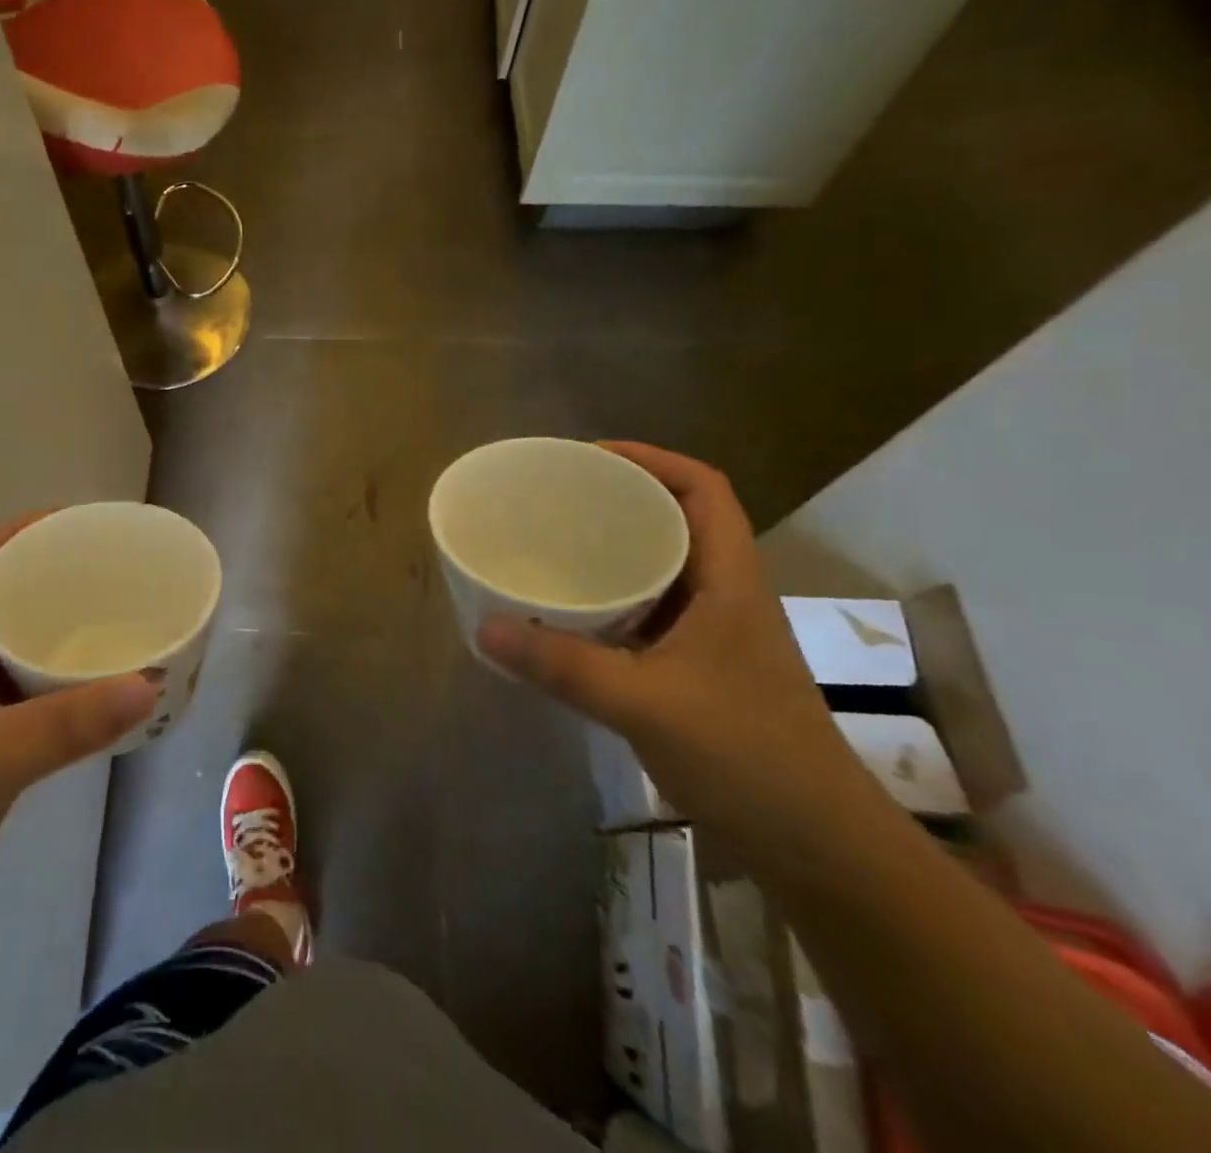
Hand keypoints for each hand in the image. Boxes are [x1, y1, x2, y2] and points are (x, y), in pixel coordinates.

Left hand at [0, 517, 157, 950]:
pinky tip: (82, 690)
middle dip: (43, 575)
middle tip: (105, 570)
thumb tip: (149, 684)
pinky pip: (11, 692)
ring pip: (2, 646)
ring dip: (47, 629)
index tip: (76, 523)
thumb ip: (73, 721)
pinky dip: (46, 681)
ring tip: (106, 619)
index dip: (18, 530)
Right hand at [478, 443, 883, 868]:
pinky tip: (571, 615)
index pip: (704, 490)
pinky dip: (612, 601)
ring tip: (556, 544)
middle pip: (679, 521)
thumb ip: (562, 665)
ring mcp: (715, 636)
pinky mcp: (700, 671)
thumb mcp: (645, 704)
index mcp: (730, 581)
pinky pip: (649, 613)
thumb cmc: (748, 758)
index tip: (591, 456)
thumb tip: (484, 627)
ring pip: (663, 569)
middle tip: (558, 498)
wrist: (819, 848)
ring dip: (616, 551)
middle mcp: (726, 596)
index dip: (652, 459)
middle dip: (621, 499)